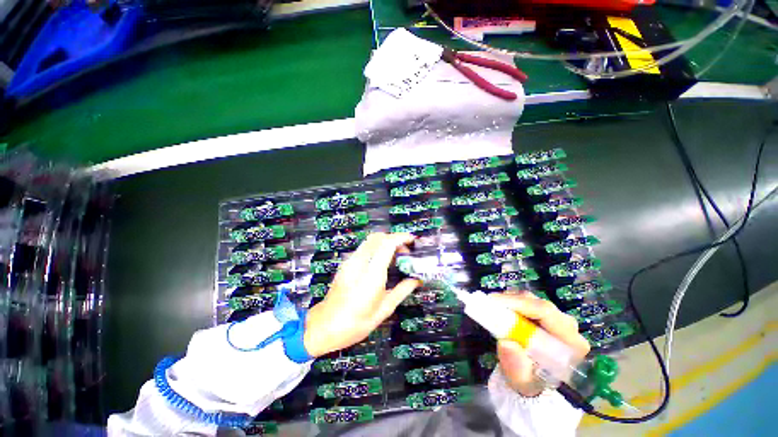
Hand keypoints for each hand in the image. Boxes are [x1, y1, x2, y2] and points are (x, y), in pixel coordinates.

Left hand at [303, 233, 420, 356]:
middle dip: (394, 238)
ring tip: (396, 257)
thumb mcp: (384, 310)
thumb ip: (402, 291)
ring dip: (386, 242)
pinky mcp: (346, 263)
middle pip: (378, 237)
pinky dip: (377, 247)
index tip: (412, 240)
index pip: (387, 244)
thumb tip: (416, 280)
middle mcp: (359, 263)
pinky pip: (364, 247)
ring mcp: (350, 261)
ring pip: (370, 240)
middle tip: (405, 252)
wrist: (324, 326)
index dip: (401, 238)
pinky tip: (382, 262)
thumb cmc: (356, 323)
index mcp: (371, 275)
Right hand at [489, 292, 589, 396]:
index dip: (519, 304)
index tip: (494, 302)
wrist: (533, 382)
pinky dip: (512, 302)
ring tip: (493, 307)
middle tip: (489, 303)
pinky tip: (502, 309)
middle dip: (512, 301)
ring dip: (511, 301)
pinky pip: (527, 302)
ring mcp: (557, 319)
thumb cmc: (530, 382)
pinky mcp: (546, 316)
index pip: (546, 313)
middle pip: (538, 304)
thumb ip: (516, 365)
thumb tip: (506, 343)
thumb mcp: (522, 380)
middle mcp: (568, 327)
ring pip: (532, 300)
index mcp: (571, 342)